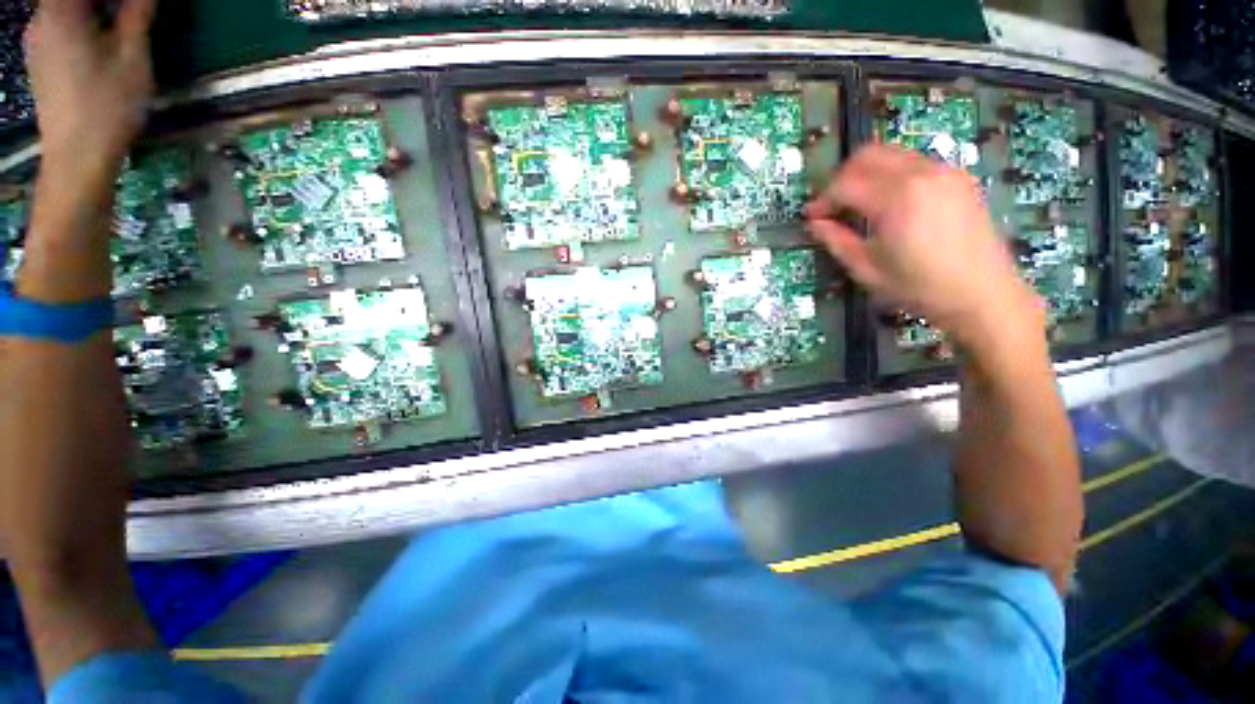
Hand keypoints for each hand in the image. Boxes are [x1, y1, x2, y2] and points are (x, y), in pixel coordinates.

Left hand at [24, 0, 157, 183]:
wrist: (76, 159)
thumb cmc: (107, 106)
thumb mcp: (132, 57)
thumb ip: (137, 15)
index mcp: (61, 10)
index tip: (136, 3)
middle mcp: (41, 20)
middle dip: (102, 2)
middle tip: (133, 8)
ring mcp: (37, 43)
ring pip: (65, 10)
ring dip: (92, 11)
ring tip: (119, 19)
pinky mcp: (40, 62)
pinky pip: (60, 27)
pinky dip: (82, 24)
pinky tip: (100, 38)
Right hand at [805, 144, 1043, 347]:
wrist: (983, 294)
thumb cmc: (920, 287)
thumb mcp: (867, 269)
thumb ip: (837, 241)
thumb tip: (815, 224)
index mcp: (896, 199)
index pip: (845, 184)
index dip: (822, 200)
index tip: (812, 217)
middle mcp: (921, 173)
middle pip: (868, 155)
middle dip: (842, 177)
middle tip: (832, 205)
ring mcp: (944, 171)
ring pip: (892, 154)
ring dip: (867, 173)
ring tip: (858, 204)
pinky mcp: (958, 178)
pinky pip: (914, 162)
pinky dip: (892, 175)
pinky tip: (889, 203)